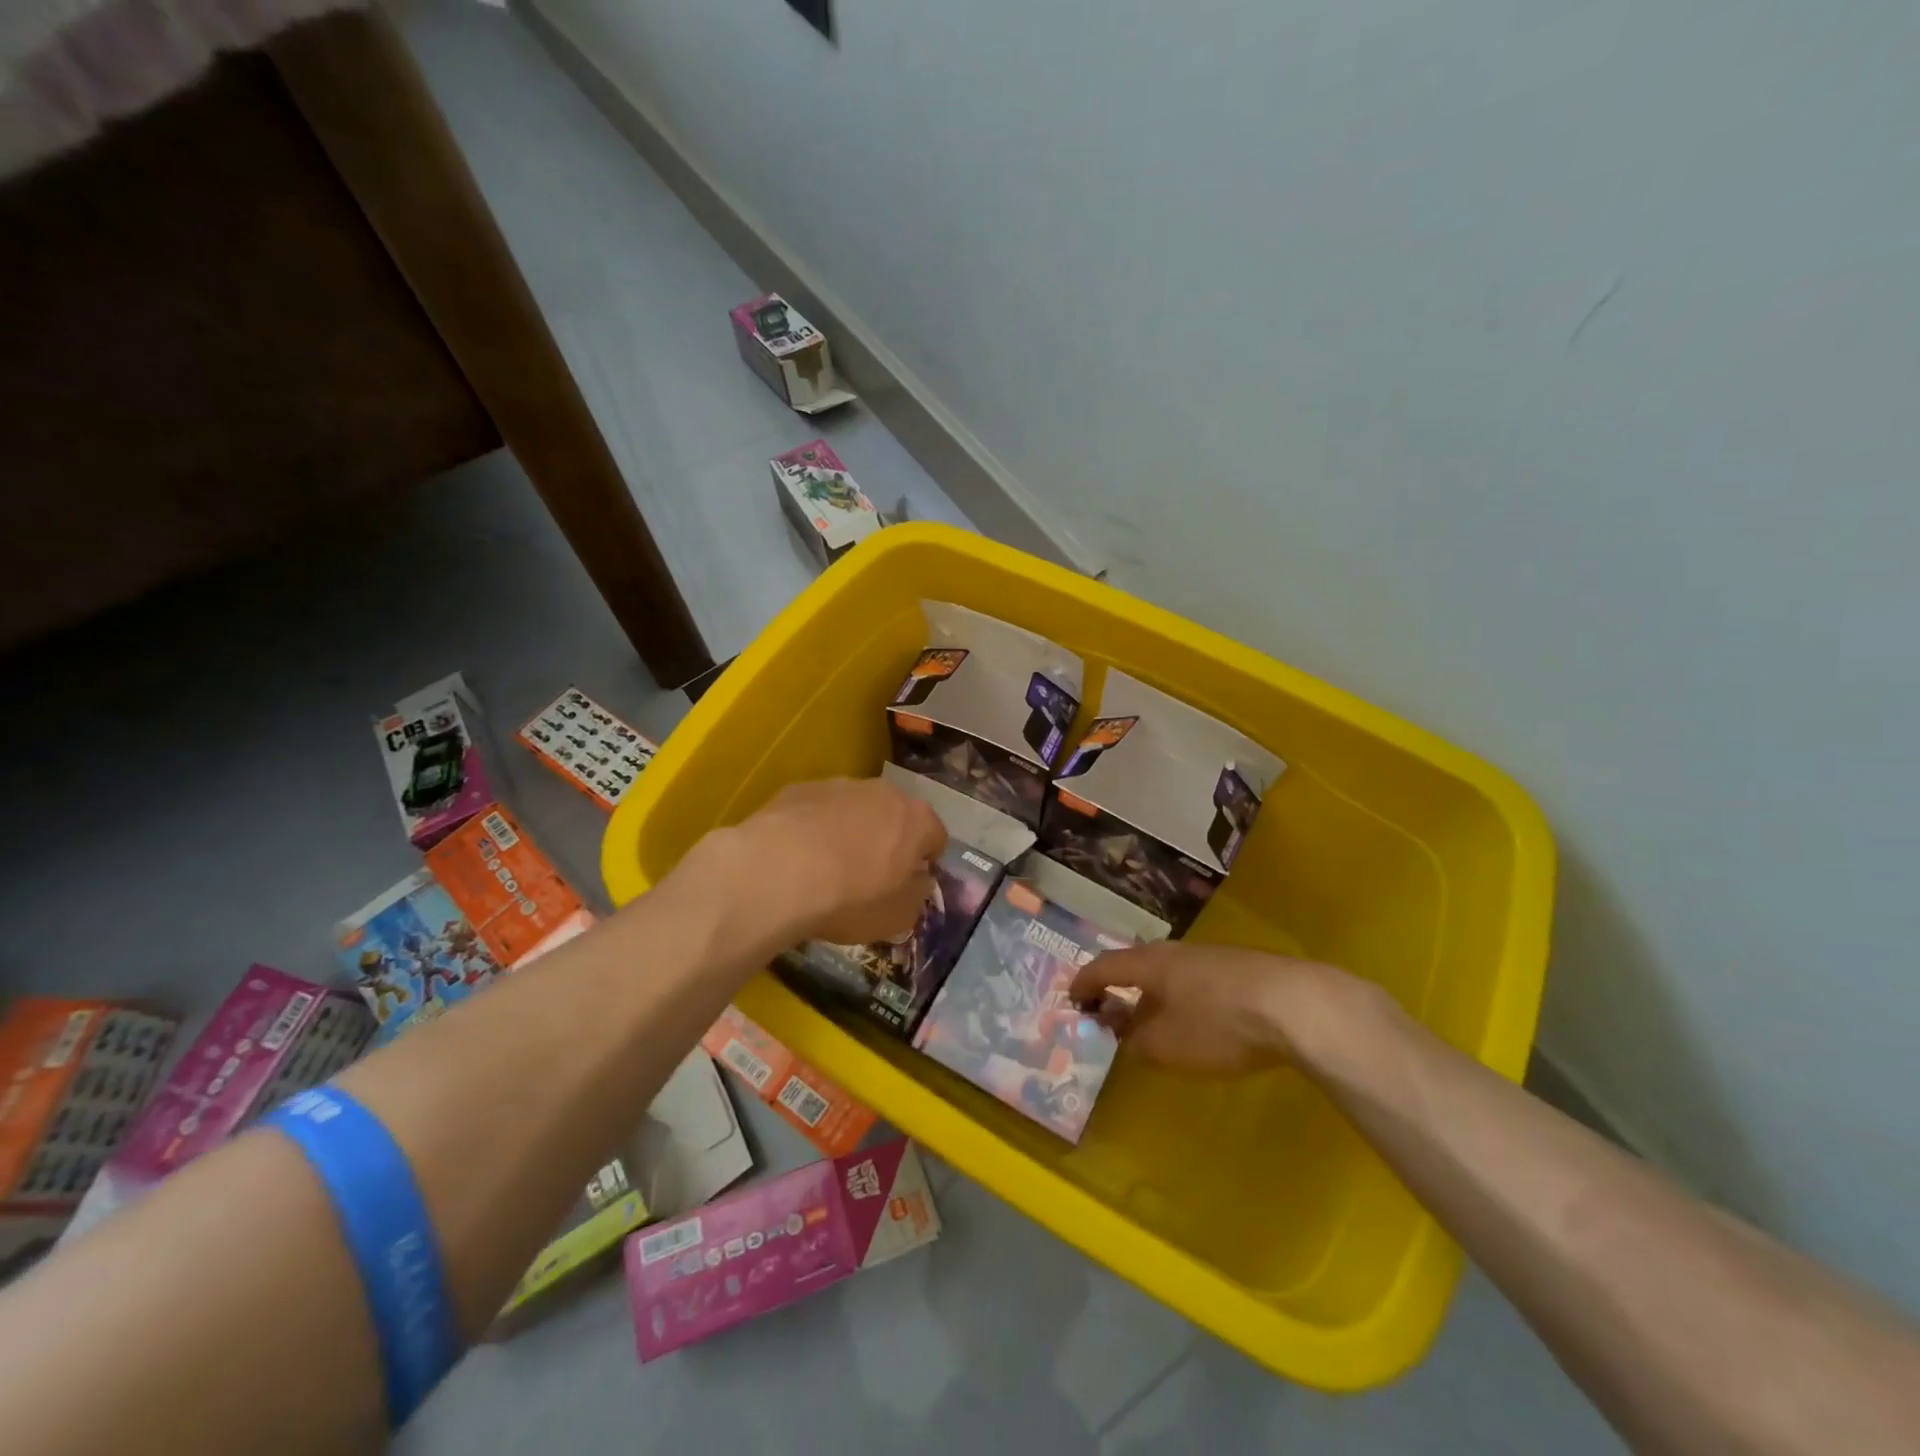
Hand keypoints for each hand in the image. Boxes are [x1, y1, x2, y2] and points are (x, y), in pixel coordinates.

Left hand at [728, 777, 947, 946]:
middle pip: (896, 816)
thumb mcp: (898, 916)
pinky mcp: (800, 788)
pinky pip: (818, 810)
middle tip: (871, 875)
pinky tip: (798, 857)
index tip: (908, 884)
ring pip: (856, 808)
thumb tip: (918, 881)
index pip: (936, 837)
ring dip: (851, 831)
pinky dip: (815, 828)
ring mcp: (840, 785)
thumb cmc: (851, 898)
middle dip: (889, 840)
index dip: (925, 862)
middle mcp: (884, 792)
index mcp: (917, 820)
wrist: (778, 872)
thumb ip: (917, 894)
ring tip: (829, 866)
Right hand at [1067, 941, 1348, 1076]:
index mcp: (1149, 963)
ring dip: (1152, 994)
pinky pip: (1194, 979)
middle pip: (1136, 965)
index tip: (1072, 999)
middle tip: (1110, 1011)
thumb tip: (1122, 1032)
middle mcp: (1174, 951)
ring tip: (1152, 1019)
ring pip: (1168, 971)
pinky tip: (1196, 1018)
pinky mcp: (1240, 968)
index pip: (1104, 966)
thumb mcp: (1167, 1045)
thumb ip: (1136, 1040)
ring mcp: (1210, 956)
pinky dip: (1181, 996)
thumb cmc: (1219, 1024)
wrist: (1297, 1005)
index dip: (1084, 983)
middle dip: (1119, 988)